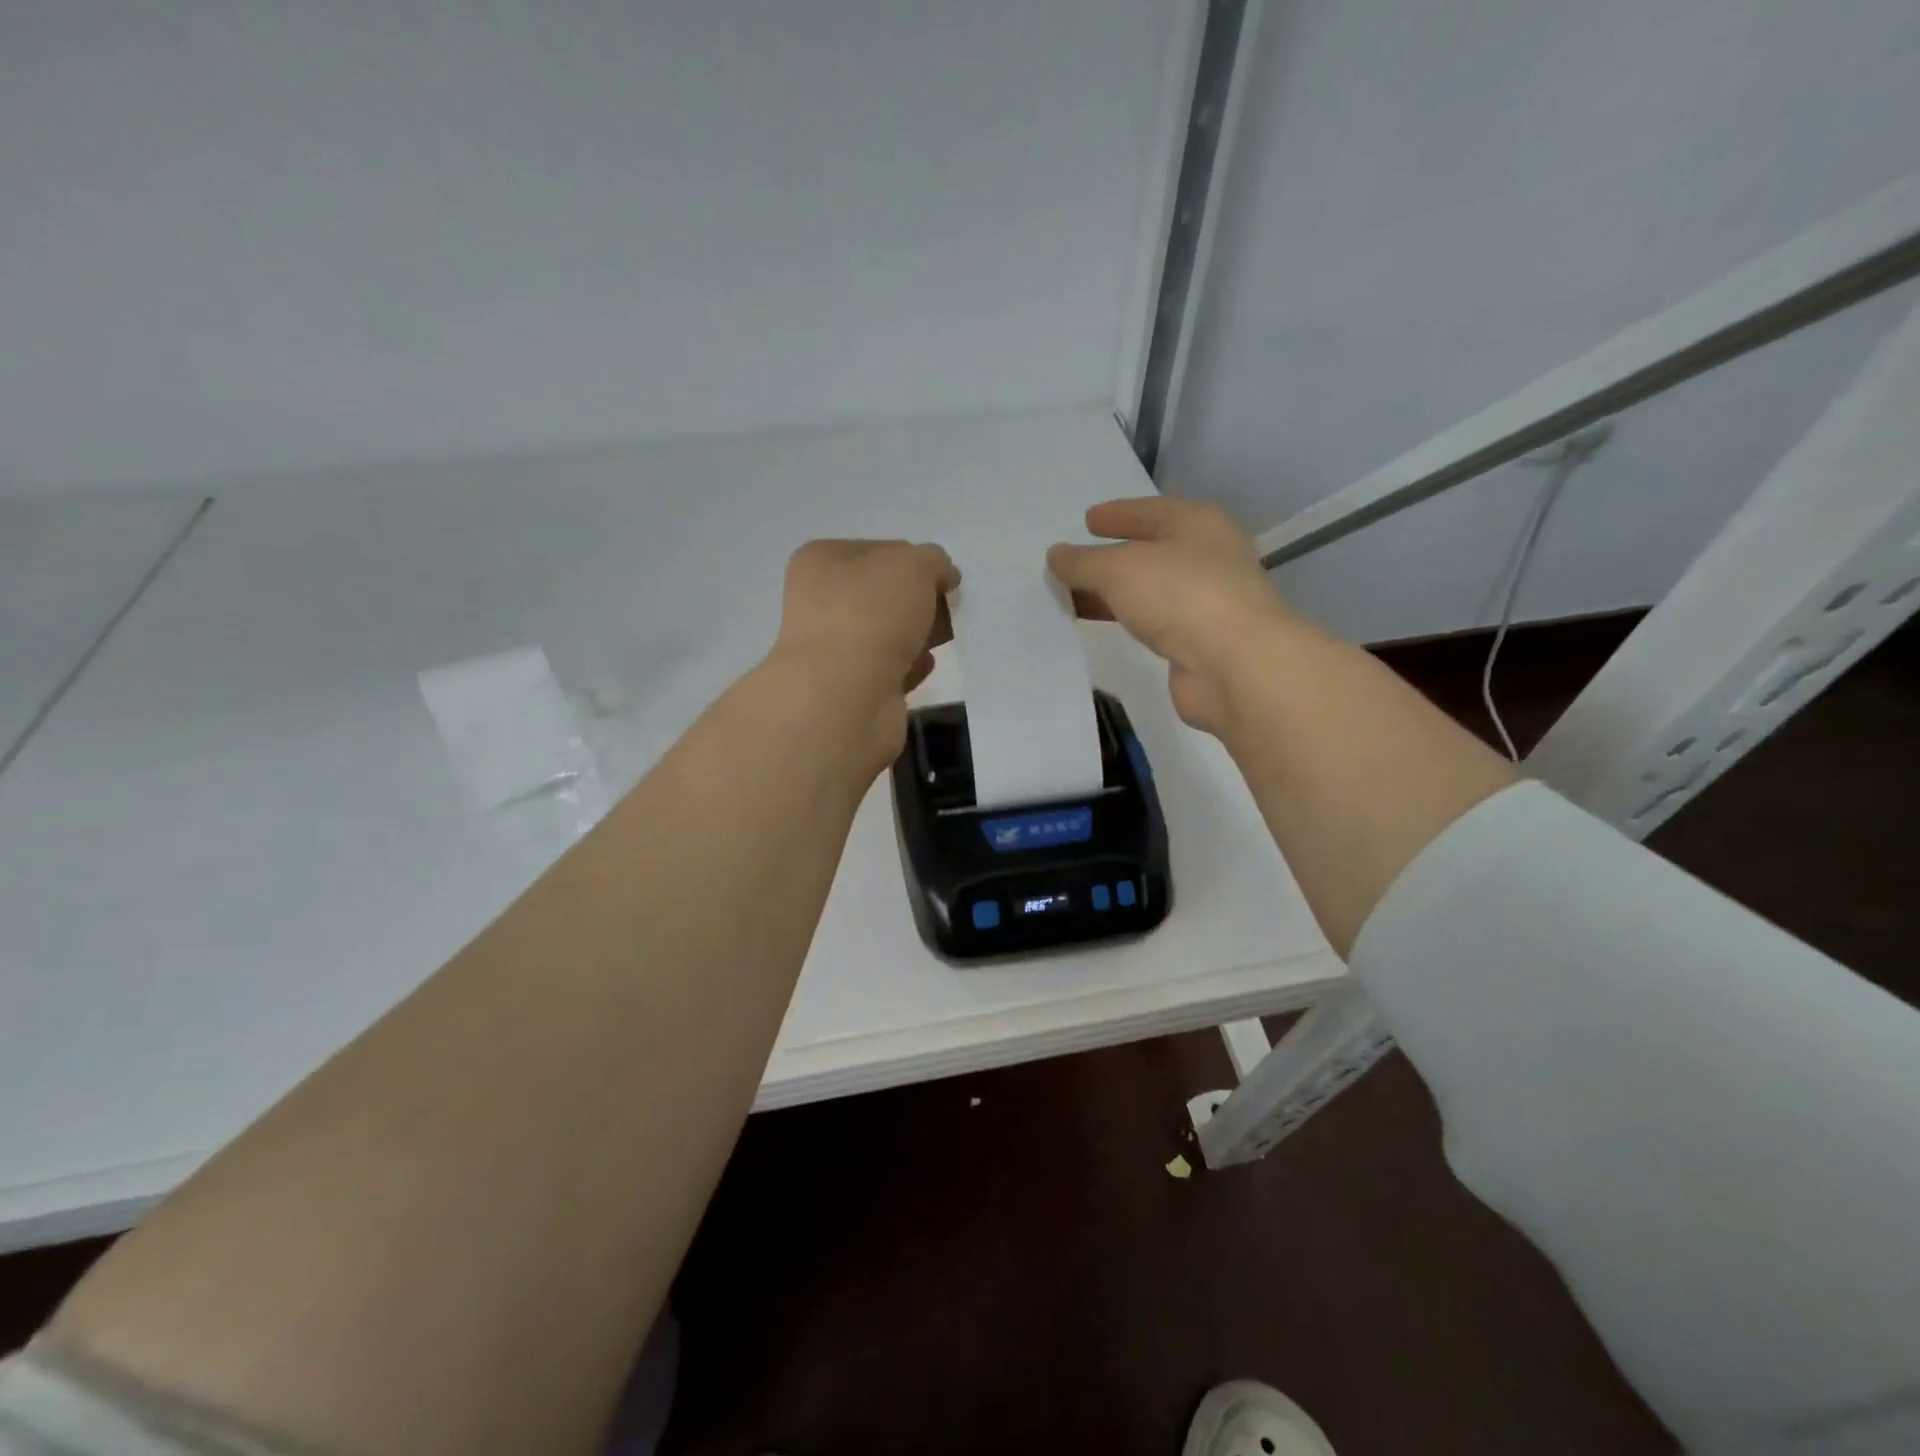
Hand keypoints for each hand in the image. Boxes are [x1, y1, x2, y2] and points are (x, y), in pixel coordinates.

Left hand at [769, 538, 959, 765]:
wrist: (844, 697)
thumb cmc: (871, 615)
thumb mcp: (913, 565)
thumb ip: (934, 561)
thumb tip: (942, 576)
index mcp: (821, 562)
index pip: (879, 550)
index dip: (916, 561)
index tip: (944, 579)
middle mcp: (819, 603)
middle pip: (883, 594)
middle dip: (919, 601)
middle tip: (948, 610)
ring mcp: (832, 649)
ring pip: (886, 633)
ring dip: (916, 634)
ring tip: (942, 638)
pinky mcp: (849, 689)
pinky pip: (888, 669)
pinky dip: (909, 666)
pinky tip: (925, 666)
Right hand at [1048, 497, 1290, 733]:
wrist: (1236, 666)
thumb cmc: (1181, 596)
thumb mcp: (1120, 569)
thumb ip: (1083, 562)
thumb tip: (1057, 555)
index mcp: (1198, 524)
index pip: (1150, 510)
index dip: (1118, 514)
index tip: (1087, 520)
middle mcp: (1209, 556)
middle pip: (1153, 550)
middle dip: (1113, 556)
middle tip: (1077, 562)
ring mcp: (1209, 601)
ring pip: (1153, 589)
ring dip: (1118, 592)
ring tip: (1079, 597)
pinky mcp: (1203, 641)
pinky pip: (1156, 621)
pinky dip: (1131, 619)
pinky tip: (1110, 625)